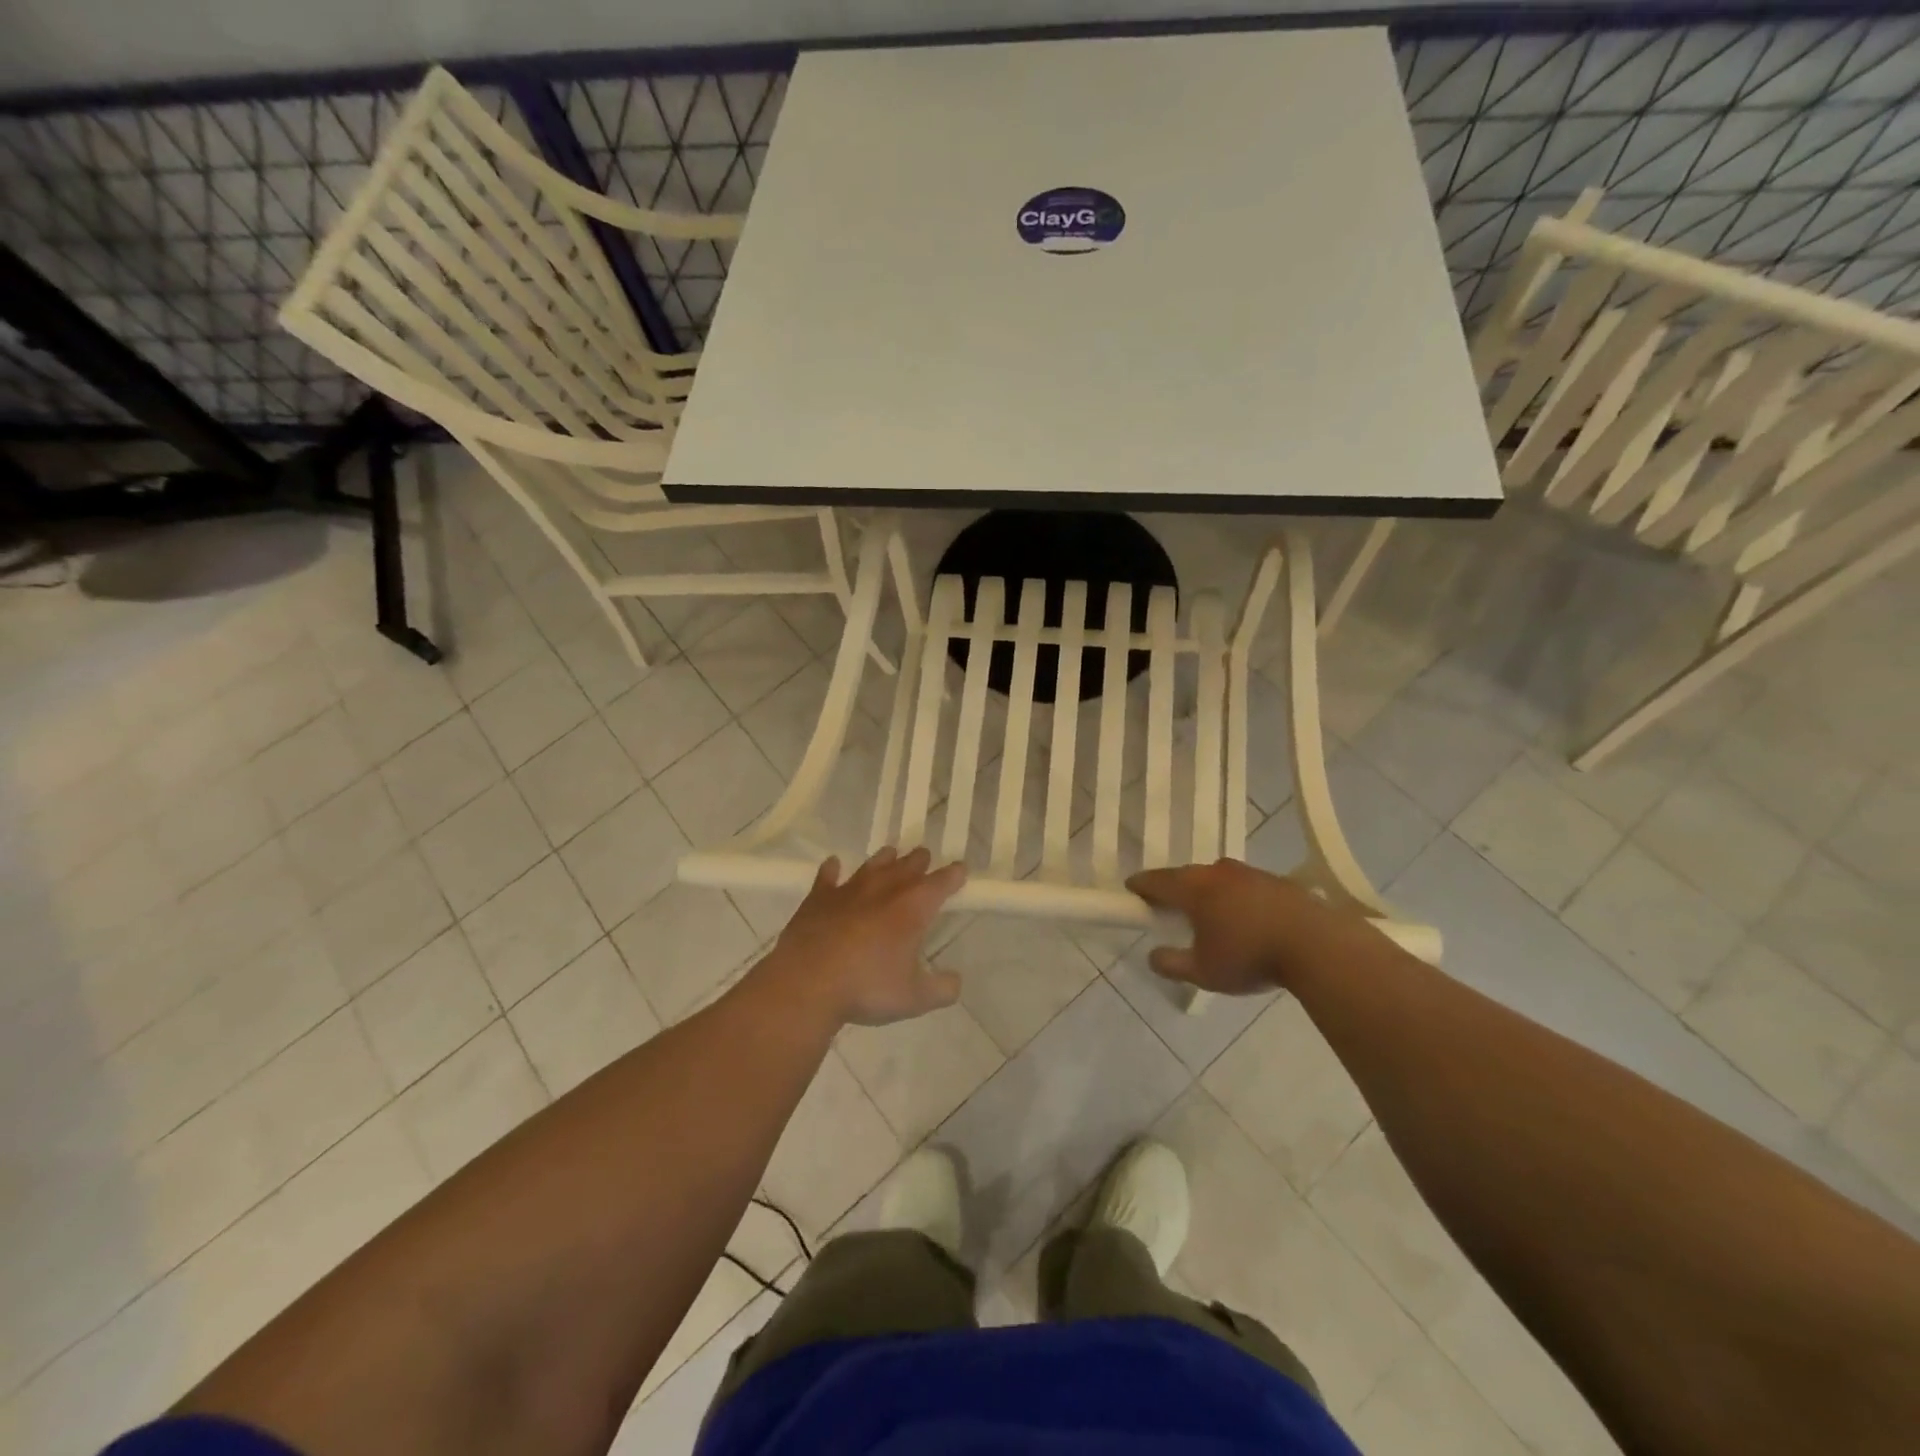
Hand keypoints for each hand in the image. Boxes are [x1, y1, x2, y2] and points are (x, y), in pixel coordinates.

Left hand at [759, 848, 967, 1026]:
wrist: (807, 984)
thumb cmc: (867, 988)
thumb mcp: (914, 999)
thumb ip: (941, 989)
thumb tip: (955, 982)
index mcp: (913, 908)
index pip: (940, 883)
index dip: (953, 875)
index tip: (960, 869)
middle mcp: (884, 890)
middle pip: (907, 866)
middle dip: (919, 861)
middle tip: (925, 857)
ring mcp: (848, 890)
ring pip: (872, 865)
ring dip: (884, 859)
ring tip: (891, 853)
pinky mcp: (818, 899)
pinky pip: (827, 877)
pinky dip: (832, 869)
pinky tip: (833, 864)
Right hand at [1128, 860, 1348, 994]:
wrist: (1317, 945)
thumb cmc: (1250, 956)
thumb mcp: (1203, 972)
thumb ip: (1172, 964)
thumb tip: (1152, 956)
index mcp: (1194, 888)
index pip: (1157, 880)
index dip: (1141, 885)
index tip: (1132, 889)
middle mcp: (1217, 872)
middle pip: (1187, 875)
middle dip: (1174, 887)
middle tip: (1167, 903)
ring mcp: (1249, 873)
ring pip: (1217, 877)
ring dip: (1207, 890)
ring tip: (1207, 911)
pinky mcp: (1276, 881)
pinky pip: (1244, 884)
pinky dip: (1235, 895)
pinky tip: (1244, 916)